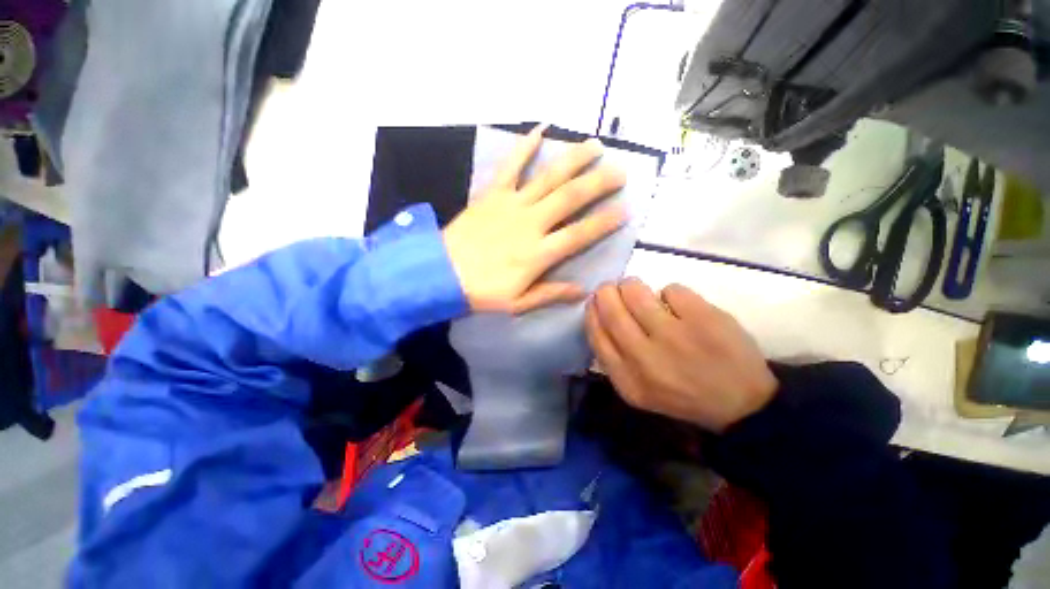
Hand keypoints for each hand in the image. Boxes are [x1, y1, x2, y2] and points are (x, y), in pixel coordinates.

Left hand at [443, 125, 626, 313]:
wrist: (440, 273)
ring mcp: (511, 204)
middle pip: (570, 198)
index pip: (579, 234)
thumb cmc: (481, 292)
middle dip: (598, 183)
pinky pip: (511, 166)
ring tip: (594, 145)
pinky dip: (525, 147)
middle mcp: (531, 224)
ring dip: (573, 160)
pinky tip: (541, 129)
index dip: (604, 222)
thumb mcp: (518, 303)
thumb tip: (582, 290)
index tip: (625, 210)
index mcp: (539, 254)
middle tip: (619, 171)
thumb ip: (550, 294)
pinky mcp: (492, 194)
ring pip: (548, 177)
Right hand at [585, 279, 777, 432]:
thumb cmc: (682, 395)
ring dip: (632, 285)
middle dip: (606, 291)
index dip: (592, 311)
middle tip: (612, 288)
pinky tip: (679, 306)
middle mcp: (645, 358)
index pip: (596, 333)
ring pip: (635, 291)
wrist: (742, 404)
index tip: (594, 302)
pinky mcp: (703, 318)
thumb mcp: (638, 390)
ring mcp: (674, 336)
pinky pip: (670, 289)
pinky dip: (669, 293)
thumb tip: (599, 316)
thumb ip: (614, 358)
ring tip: (640, 291)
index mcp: (627, 378)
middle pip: (611, 308)